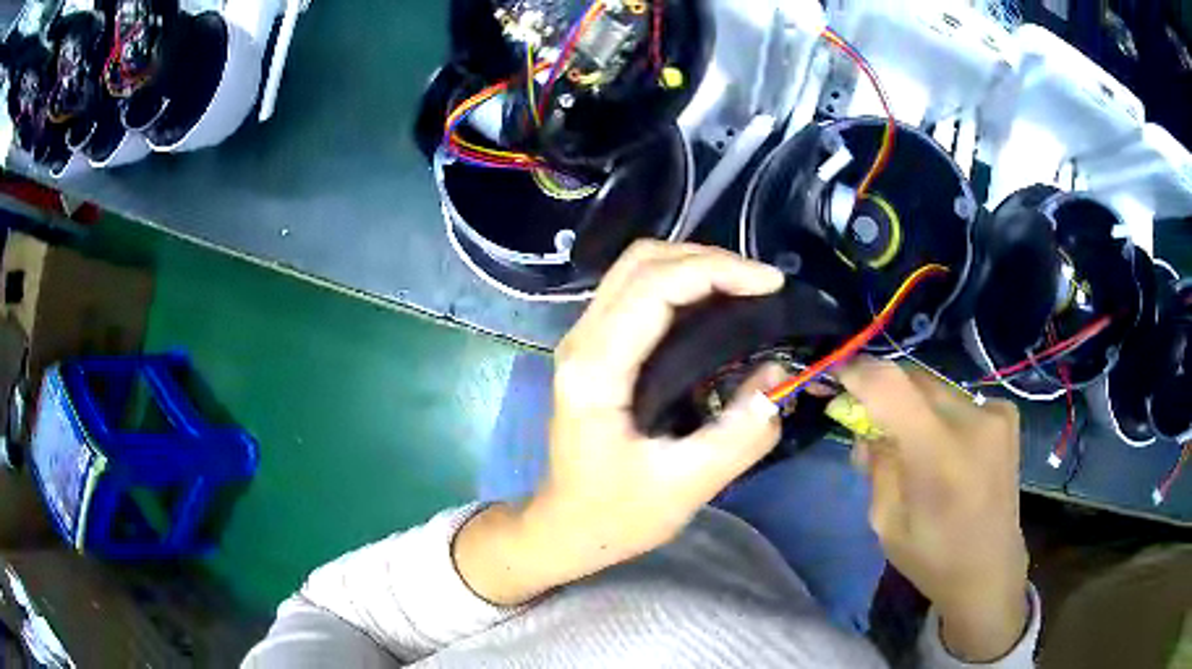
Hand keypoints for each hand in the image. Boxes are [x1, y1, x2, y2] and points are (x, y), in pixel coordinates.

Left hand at [454, 241, 786, 605]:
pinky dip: (680, 283)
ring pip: (636, 268)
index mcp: (597, 370)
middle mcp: (582, 340)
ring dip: (694, 265)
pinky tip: (715, 304)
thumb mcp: (686, 486)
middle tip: (762, 285)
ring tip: (746, 289)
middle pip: (642, 261)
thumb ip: (740, 435)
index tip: (771, 284)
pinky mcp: (594, 347)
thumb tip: (778, 378)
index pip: (654, 286)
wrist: (566, 526)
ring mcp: (583, 339)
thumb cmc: (616, 514)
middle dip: (709, 259)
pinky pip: (636, 290)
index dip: (717, 271)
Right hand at [839, 358, 1029, 661]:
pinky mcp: (1008, 415)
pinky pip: (960, 399)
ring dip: (913, 405)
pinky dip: (942, 414)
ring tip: (909, 442)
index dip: (858, 371)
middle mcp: (971, 420)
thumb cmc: (932, 558)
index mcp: (937, 454)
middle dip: (883, 392)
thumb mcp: (885, 522)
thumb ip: (876, 465)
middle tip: (867, 419)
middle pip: (912, 379)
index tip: (835, 376)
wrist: (990, 570)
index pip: (890, 385)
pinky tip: (947, 447)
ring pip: (935, 388)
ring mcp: (995, 414)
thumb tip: (867, 428)